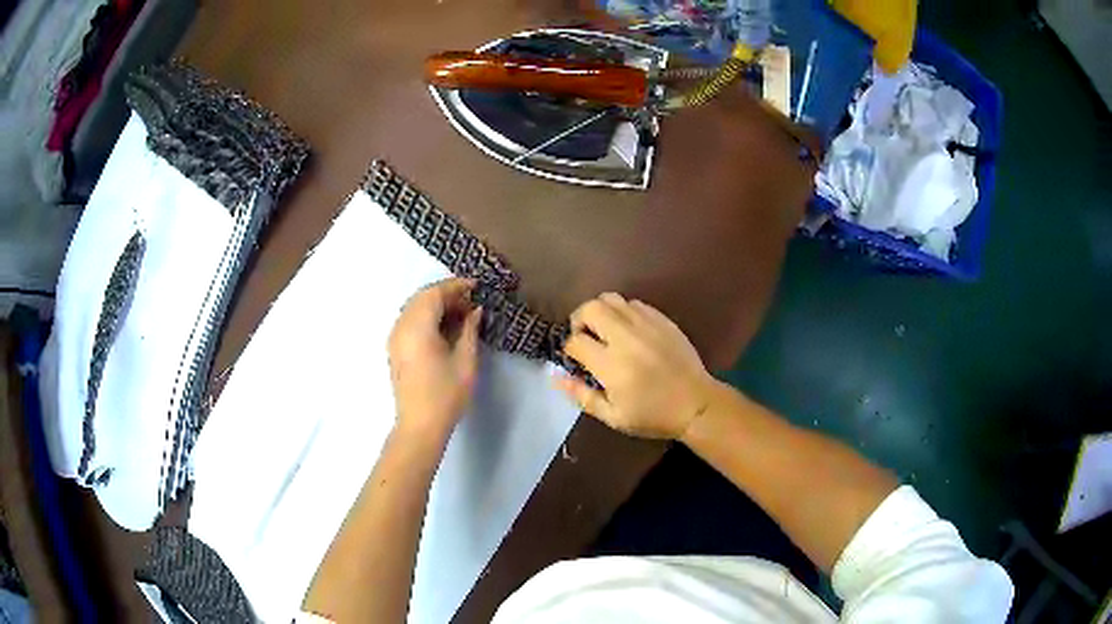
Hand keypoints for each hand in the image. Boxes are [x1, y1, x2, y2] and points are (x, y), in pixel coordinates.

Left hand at [388, 278, 481, 438]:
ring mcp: (394, 337)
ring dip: (436, 304)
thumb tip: (476, 310)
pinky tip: (444, 327)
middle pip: (422, 297)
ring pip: (414, 307)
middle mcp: (401, 326)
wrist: (420, 425)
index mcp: (417, 327)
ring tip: (461, 313)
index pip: (434, 293)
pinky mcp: (395, 348)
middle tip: (471, 301)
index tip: (476, 286)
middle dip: (446, 294)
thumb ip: (470, 330)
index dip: (456, 286)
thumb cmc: (446, 394)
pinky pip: (409, 320)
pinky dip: (426, 315)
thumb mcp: (466, 361)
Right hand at [556, 293, 717, 439]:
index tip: (575, 359)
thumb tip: (555, 377)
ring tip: (604, 330)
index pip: (576, 341)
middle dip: (580, 319)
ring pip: (611, 299)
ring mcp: (646, 325)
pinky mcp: (662, 319)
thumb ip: (582, 396)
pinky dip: (623, 312)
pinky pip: (634, 303)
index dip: (569, 349)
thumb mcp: (613, 416)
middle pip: (591, 308)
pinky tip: (628, 330)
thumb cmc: (653, 416)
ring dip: (601, 312)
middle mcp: (626, 338)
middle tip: (585, 336)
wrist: (696, 404)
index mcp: (612, 365)